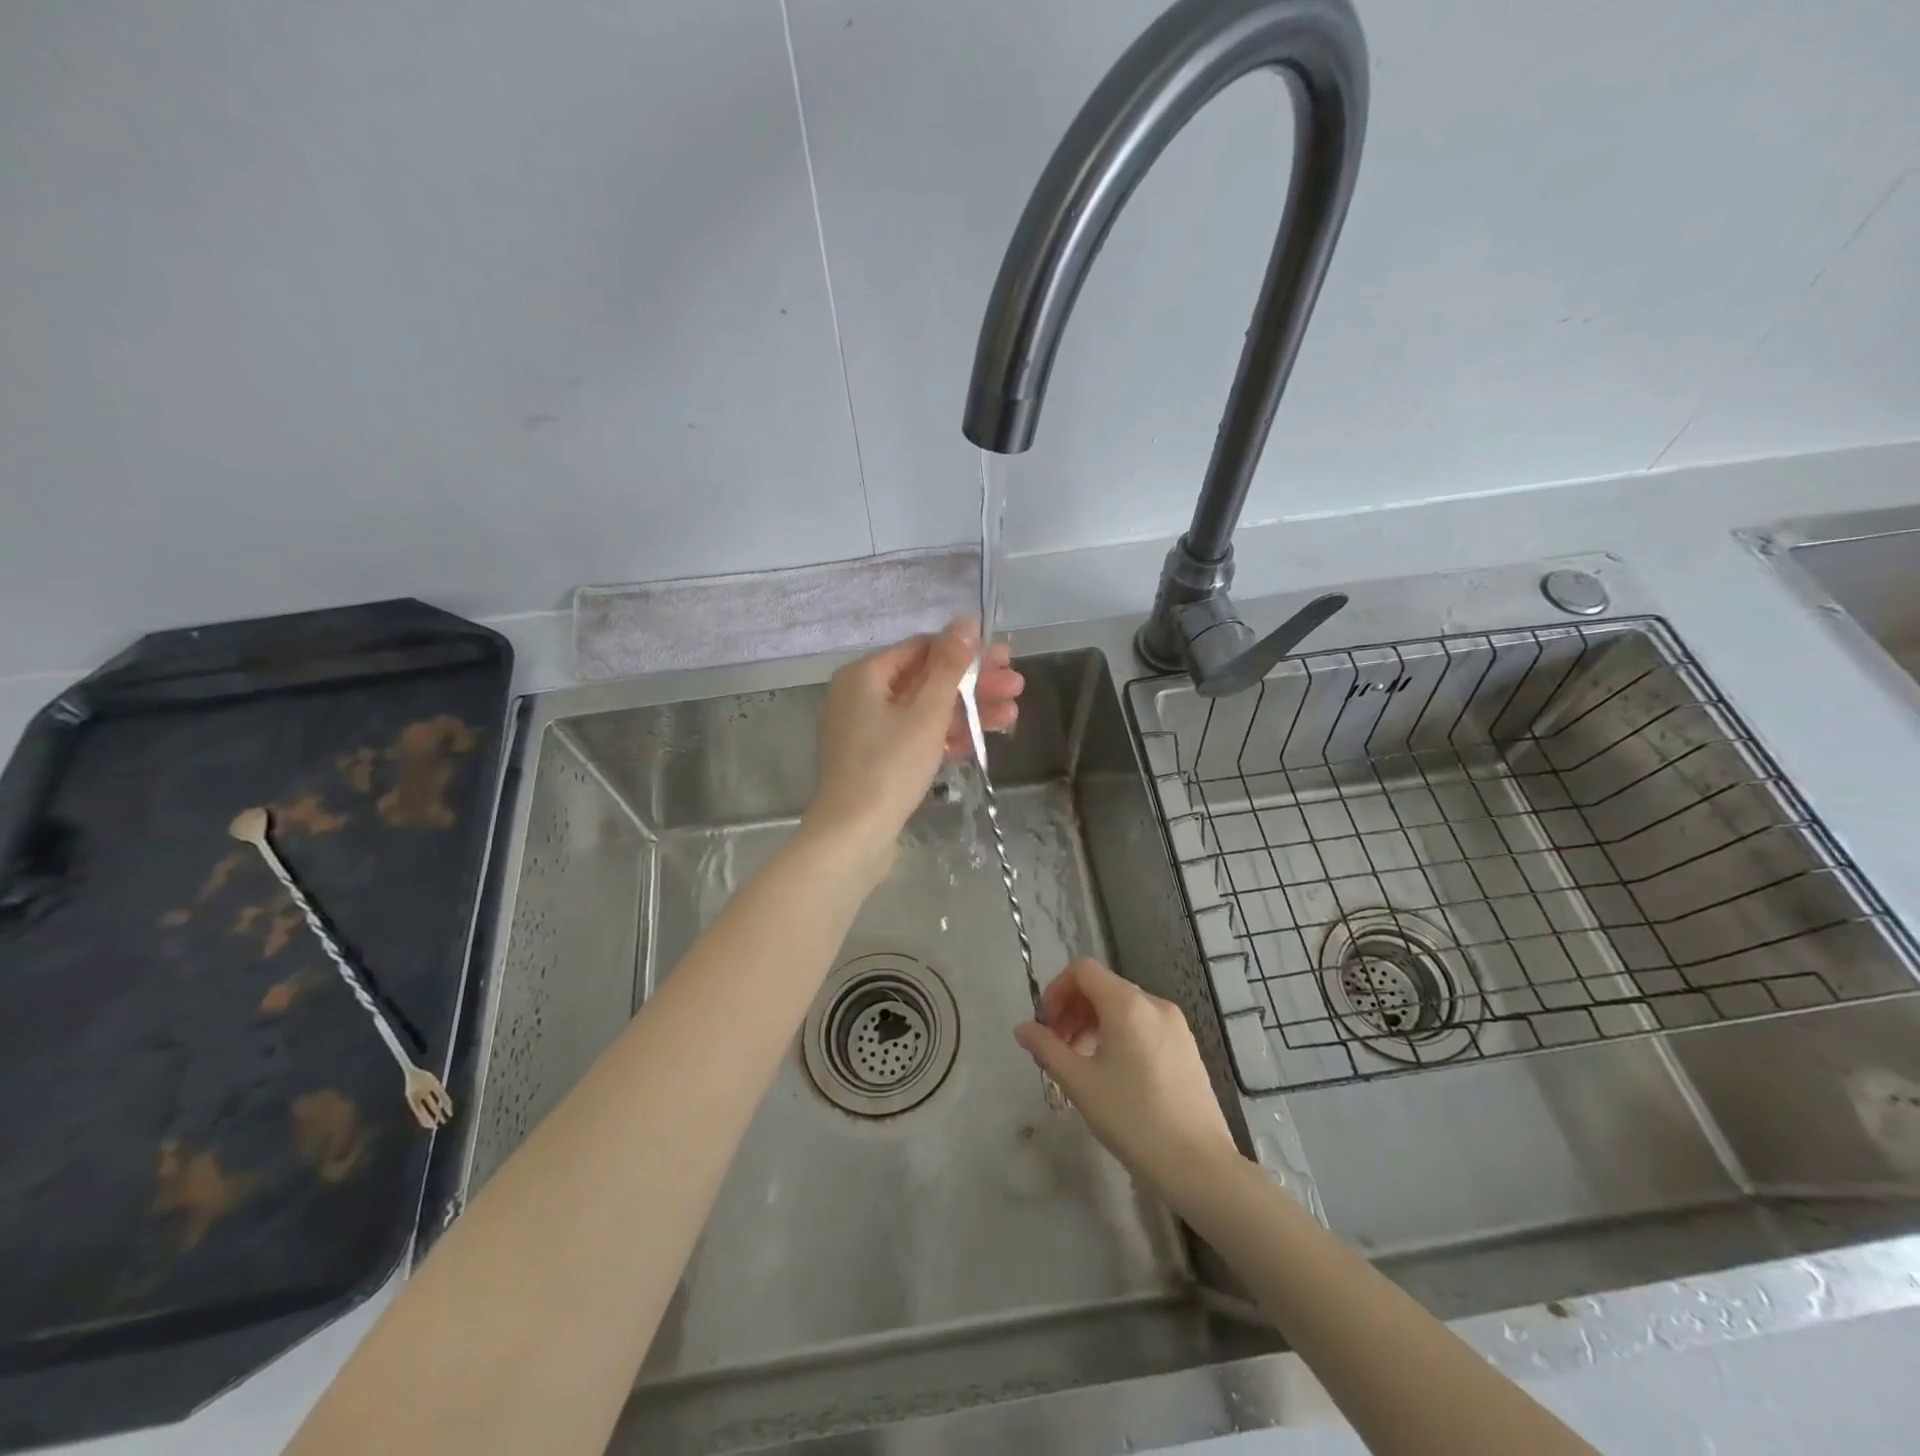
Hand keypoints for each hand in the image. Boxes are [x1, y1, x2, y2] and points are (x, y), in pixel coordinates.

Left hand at [803, 620, 1023, 861]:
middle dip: (973, 684)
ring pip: (923, 711)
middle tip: (1016, 686)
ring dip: (966, 712)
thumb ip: (949, 666)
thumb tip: (965, 621)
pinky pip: (913, 738)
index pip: (921, 649)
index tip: (1004, 658)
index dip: (965, 652)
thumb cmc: (889, 766)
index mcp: (864, 675)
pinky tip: (979, 742)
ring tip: (1012, 715)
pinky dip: (943, 737)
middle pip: (925, 680)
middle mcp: (859, 696)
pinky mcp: (874, 761)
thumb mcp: (926, 712)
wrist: (852, 836)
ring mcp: (865, 731)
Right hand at [1015, 958, 1241, 1197]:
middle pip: (1103, 986)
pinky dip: (1118, 1033)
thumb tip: (1023, 1029)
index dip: (1057, 989)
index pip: (1083, 970)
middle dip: (1072, 1009)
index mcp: (1127, 1004)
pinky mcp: (1186, 1046)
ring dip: (1093, 1022)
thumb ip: (1047, 1048)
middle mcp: (1154, 1004)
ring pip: (1123, 1006)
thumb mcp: (1080, 1083)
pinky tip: (1112, 1071)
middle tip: (1056, 1047)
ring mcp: (1175, 1024)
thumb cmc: (1133, 1119)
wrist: (1199, 1166)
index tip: (1046, 1025)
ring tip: (1080, 1061)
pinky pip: (1143, 1024)